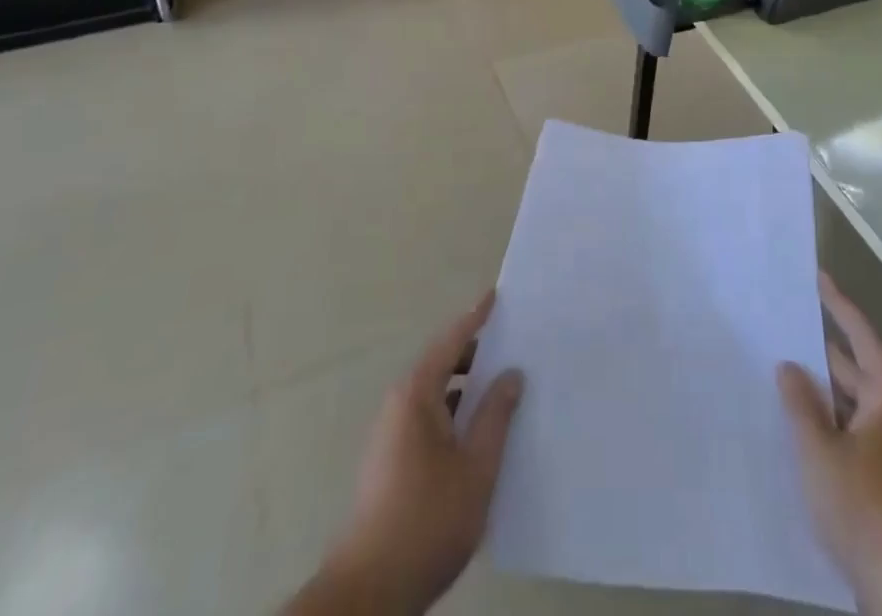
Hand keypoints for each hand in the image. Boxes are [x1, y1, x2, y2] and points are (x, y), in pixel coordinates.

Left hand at [292, 293, 523, 615]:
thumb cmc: (427, 519)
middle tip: (512, 344)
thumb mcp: (476, 466)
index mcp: (416, 394)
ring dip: (465, 387)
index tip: (496, 295)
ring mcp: (391, 435)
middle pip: (441, 364)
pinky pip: (428, 419)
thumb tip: (511, 372)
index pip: (451, 341)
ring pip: (435, 395)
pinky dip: (454, 412)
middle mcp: (399, 405)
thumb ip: (496, 415)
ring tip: (502, 387)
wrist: (369, 593)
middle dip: (474, 352)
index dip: (475, 317)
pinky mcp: (390, 463)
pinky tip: (478, 433)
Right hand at [779, 275, 881, 614]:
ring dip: (823, 389)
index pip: (859, 332)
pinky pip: (856, 428)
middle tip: (783, 325)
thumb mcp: (819, 450)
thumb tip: (789, 367)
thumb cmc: (865, 507)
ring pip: (853, 401)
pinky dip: (831, 419)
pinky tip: (801, 423)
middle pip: (856, 365)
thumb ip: (800, 403)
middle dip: (820, 349)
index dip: (835, 303)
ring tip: (782, 369)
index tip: (816, 276)